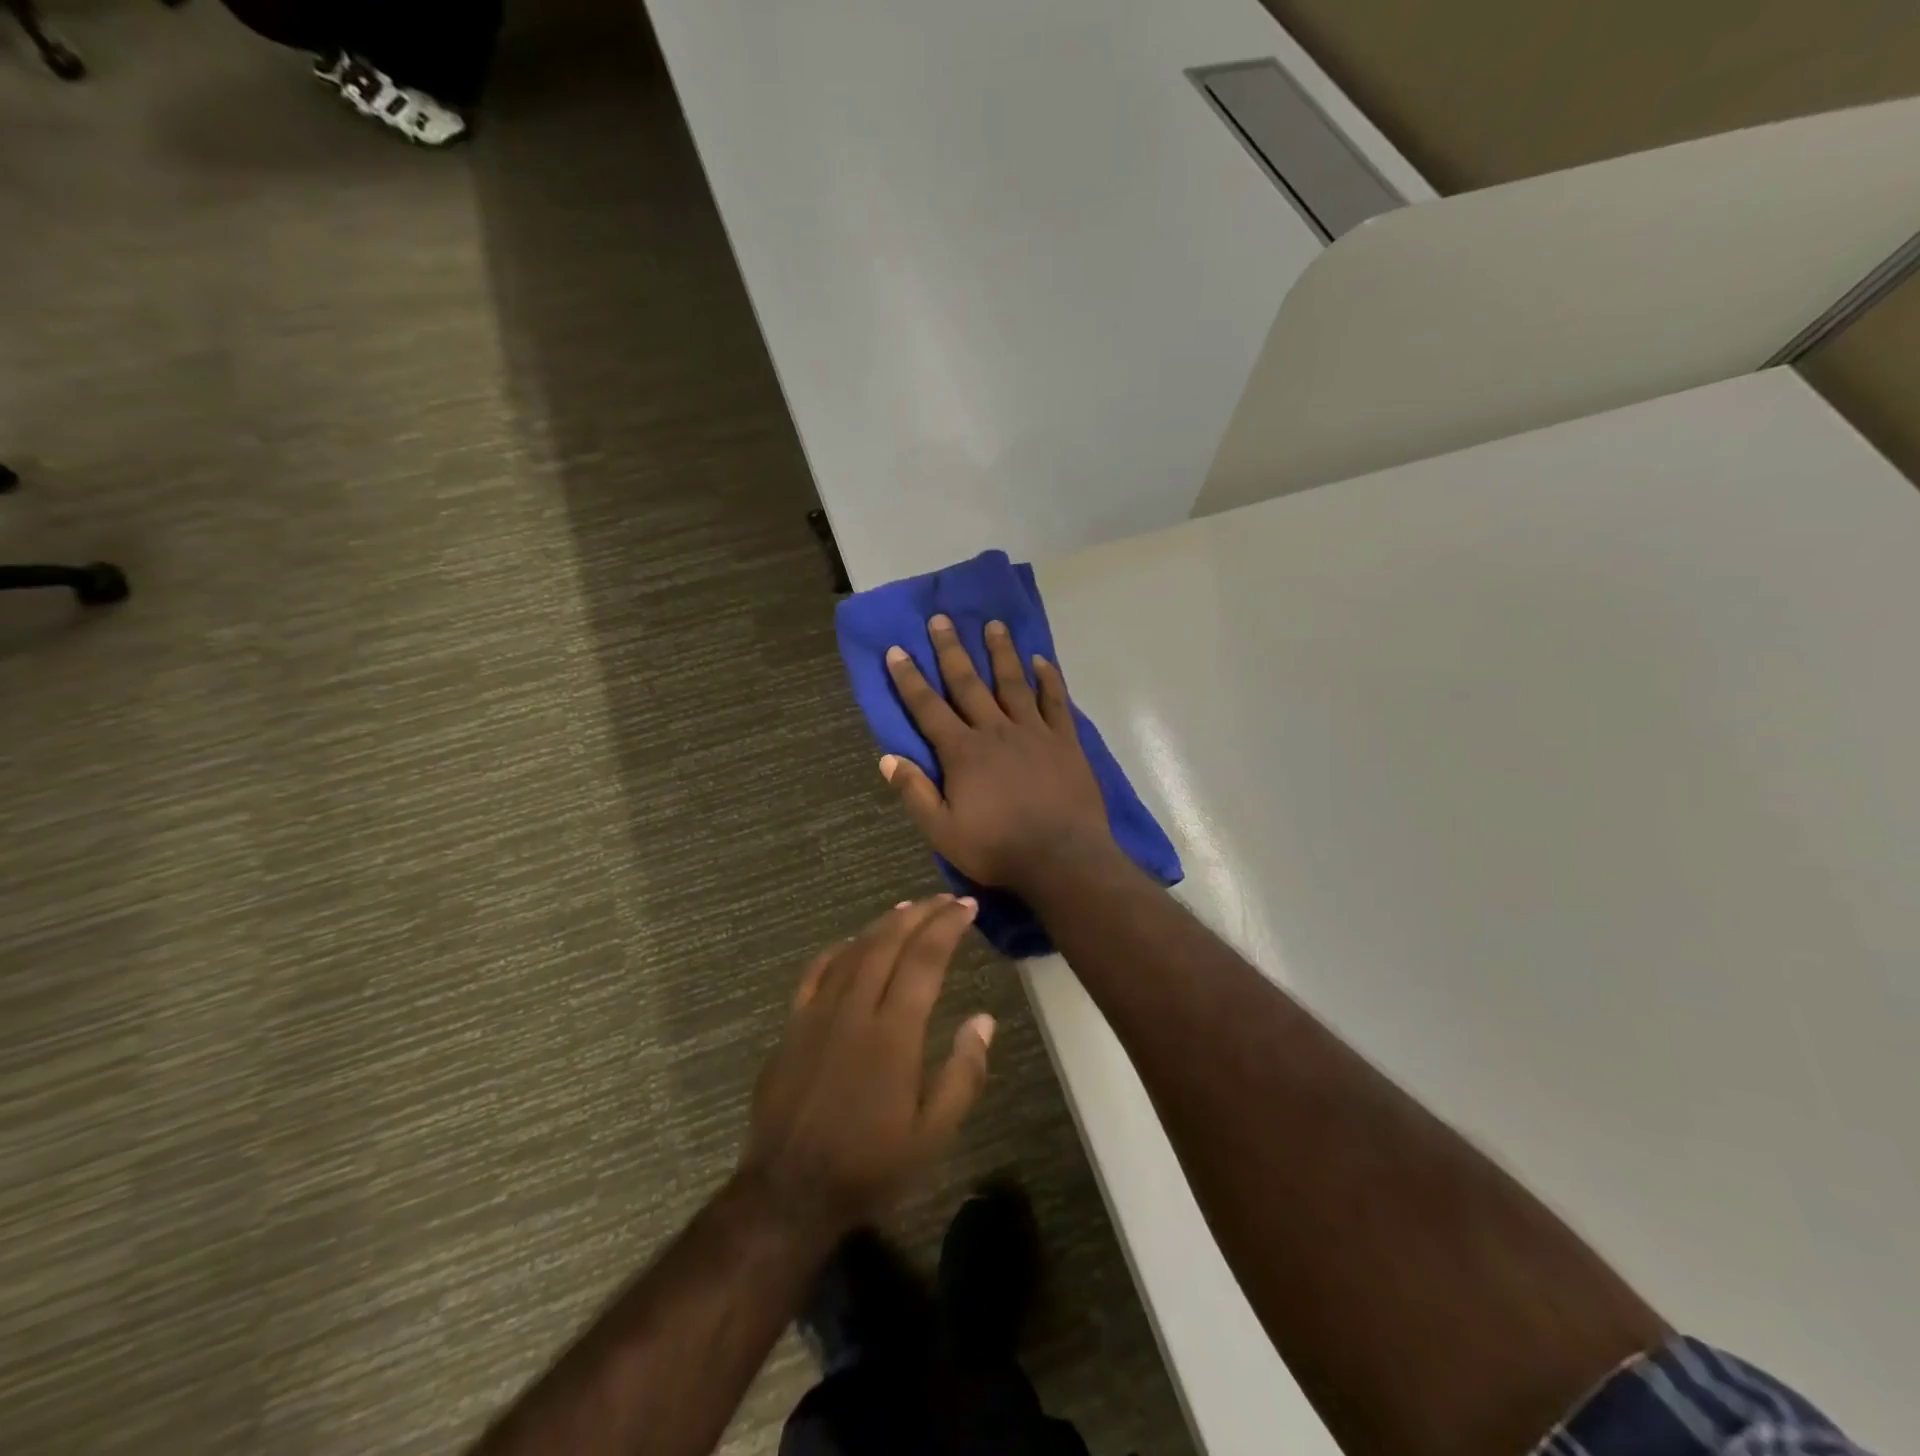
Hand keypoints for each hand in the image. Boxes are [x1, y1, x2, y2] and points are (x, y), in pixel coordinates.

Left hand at [740, 897, 994, 1234]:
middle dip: (920, 914)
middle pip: (889, 943)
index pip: (924, 960)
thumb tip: (984, 1019)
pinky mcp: (793, 1024)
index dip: (947, 927)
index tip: (967, 907)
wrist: (789, 1191)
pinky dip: (840, 948)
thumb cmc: (869, 1165)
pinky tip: (853, 941)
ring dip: (884, 923)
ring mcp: (818, 1013)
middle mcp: (855, 1009)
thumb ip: (963, 1074)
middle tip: (945, 899)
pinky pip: (817, 971)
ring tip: (909, 908)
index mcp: (893, 1033)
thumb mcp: (932, 1135)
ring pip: (855, 949)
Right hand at [881, 614, 1112, 889]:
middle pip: (968, 683)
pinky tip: (1042, 661)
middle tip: (941, 619)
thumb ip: (915, 793)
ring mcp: (1033, 731)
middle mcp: (995, 730)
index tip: (897, 650)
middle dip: (951, 650)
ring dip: (1001, 652)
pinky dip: (1049, 679)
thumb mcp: (942, 831)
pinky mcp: (1065, 740)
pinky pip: (1055, 702)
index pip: (928, 707)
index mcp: (963, 752)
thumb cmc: (997, 848)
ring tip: (993, 624)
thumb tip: (887, 758)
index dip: (910, 679)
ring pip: (1013, 682)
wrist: (1062, 857)